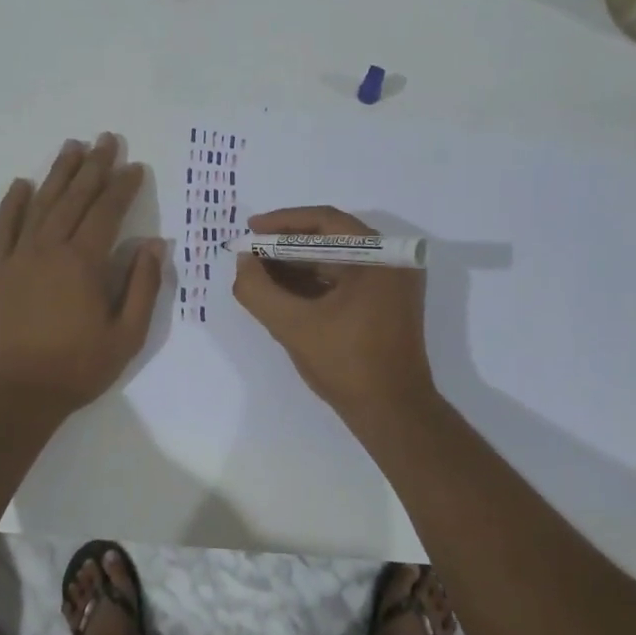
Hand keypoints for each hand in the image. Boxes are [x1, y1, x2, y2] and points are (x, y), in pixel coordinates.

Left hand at [0, 133, 163, 412]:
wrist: (14, 393)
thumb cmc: (77, 368)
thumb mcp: (126, 335)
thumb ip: (142, 287)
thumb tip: (154, 244)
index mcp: (83, 262)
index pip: (107, 212)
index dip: (122, 186)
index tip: (135, 166)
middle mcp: (50, 248)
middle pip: (74, 198)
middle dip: (94, 166)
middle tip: (107, 139)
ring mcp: (19, 257)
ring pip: (41, 204)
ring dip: (58, 173)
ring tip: (72, 146)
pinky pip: (4, 227)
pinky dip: (13, 203)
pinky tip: (22, 183)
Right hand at [232, 206, 434, 420]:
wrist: (392, 413)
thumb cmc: (347, 364)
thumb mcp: (293, 326)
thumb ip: (259, 290)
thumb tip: (243, 261)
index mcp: (380, 256)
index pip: (325, 221)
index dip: (282, 223)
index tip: (250, 230)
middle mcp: (392, 261)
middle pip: (331, 238)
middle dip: (286, 246)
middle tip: (251, 253)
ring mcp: (392, 284)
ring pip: (336, 261)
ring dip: (297, 265)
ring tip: (260, 273)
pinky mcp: (387, 304)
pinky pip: (345, 280)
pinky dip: (314, 283)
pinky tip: (283, 292)